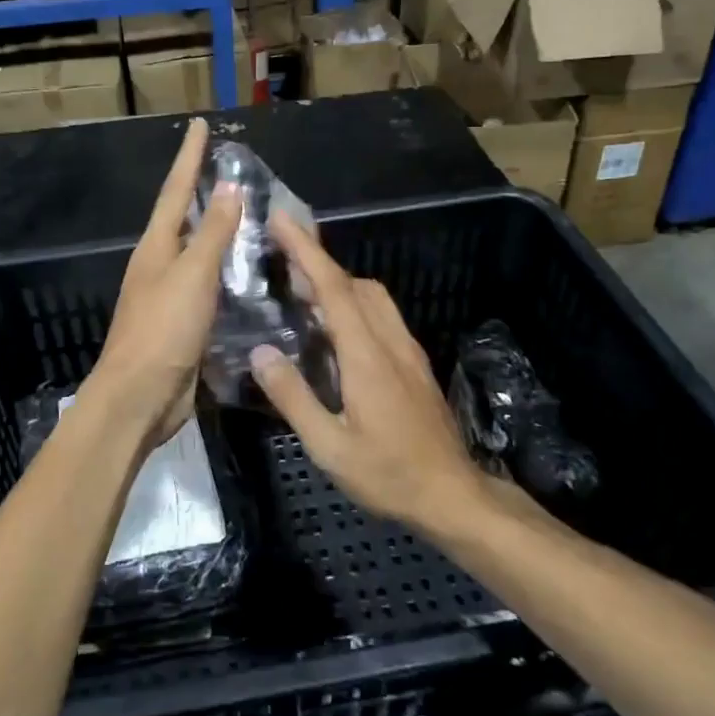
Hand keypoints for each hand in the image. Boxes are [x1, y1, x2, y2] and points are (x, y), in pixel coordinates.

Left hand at [83, 118, 242, 449]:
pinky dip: (226, 273)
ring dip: (218, 233)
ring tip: (248, 216)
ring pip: (197, 253)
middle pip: (183, 218)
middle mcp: (159, 264)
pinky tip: (248, 276)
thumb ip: (212, 233)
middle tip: (231, 169)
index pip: (176, 190)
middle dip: (202, 191)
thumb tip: (227, 188)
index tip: (200, 125)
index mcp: (156, 247)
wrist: (139, 397)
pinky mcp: (183, 324)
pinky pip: (208, 287)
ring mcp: (169, 295)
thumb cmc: (163, 329)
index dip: (189, 157)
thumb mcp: (192, 275)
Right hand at [248, 211, 485, 529]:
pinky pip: (381, 316)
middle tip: (281, 254)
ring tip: (302, 289)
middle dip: (318, 260)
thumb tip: (261, 352)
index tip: (282, 219)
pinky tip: (335, 328)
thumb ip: (293, 397)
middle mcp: (390, 342)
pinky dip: (354, 303)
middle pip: (355, 284)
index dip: (306, 250)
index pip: (334, 288)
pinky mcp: (415, 364)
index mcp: (366, 355)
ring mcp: (407, 351)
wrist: (453, 495)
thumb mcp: (329, 446)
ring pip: (373, 297)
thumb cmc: (389, 474)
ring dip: (338, 282)